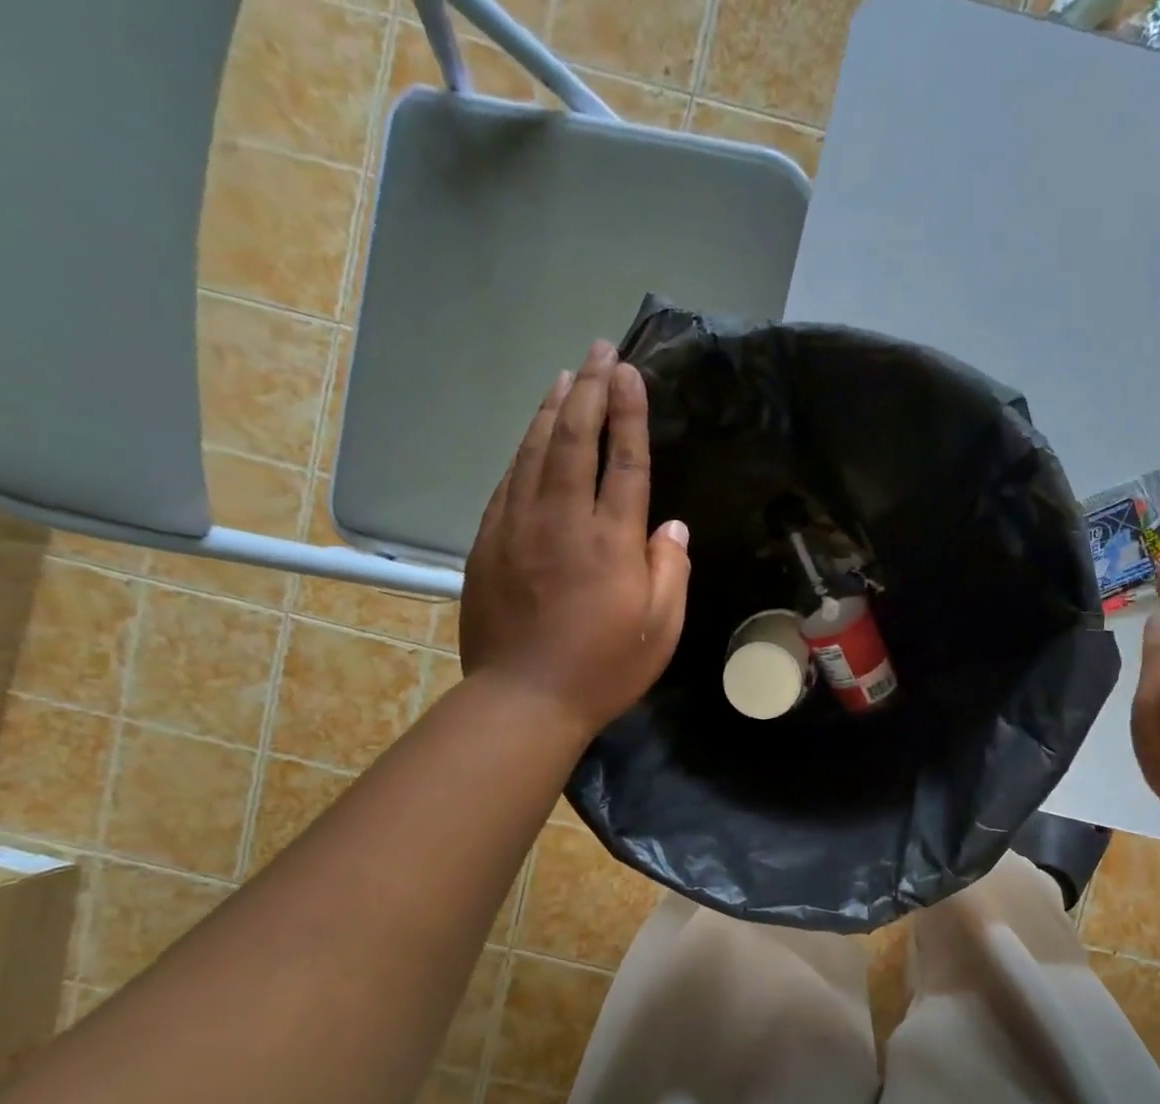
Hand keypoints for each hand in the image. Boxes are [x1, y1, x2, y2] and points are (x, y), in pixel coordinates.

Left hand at [460, 341, 690, 737]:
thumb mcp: (662, 629)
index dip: (628, 412)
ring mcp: (517, 526)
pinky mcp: (488, 542)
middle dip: (589, 389)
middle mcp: (562, 520)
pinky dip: (524, 449)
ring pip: (534, 451)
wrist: (525, 698)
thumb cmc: (605, 669)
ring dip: (552, 408)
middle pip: (574, 438)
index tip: (630, 371)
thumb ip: (671, 570)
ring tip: (566, 375)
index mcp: (611, 541)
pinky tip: (532, 436)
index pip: (624, 460)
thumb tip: (671, 525)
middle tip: (599, 350)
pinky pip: (508, 480)